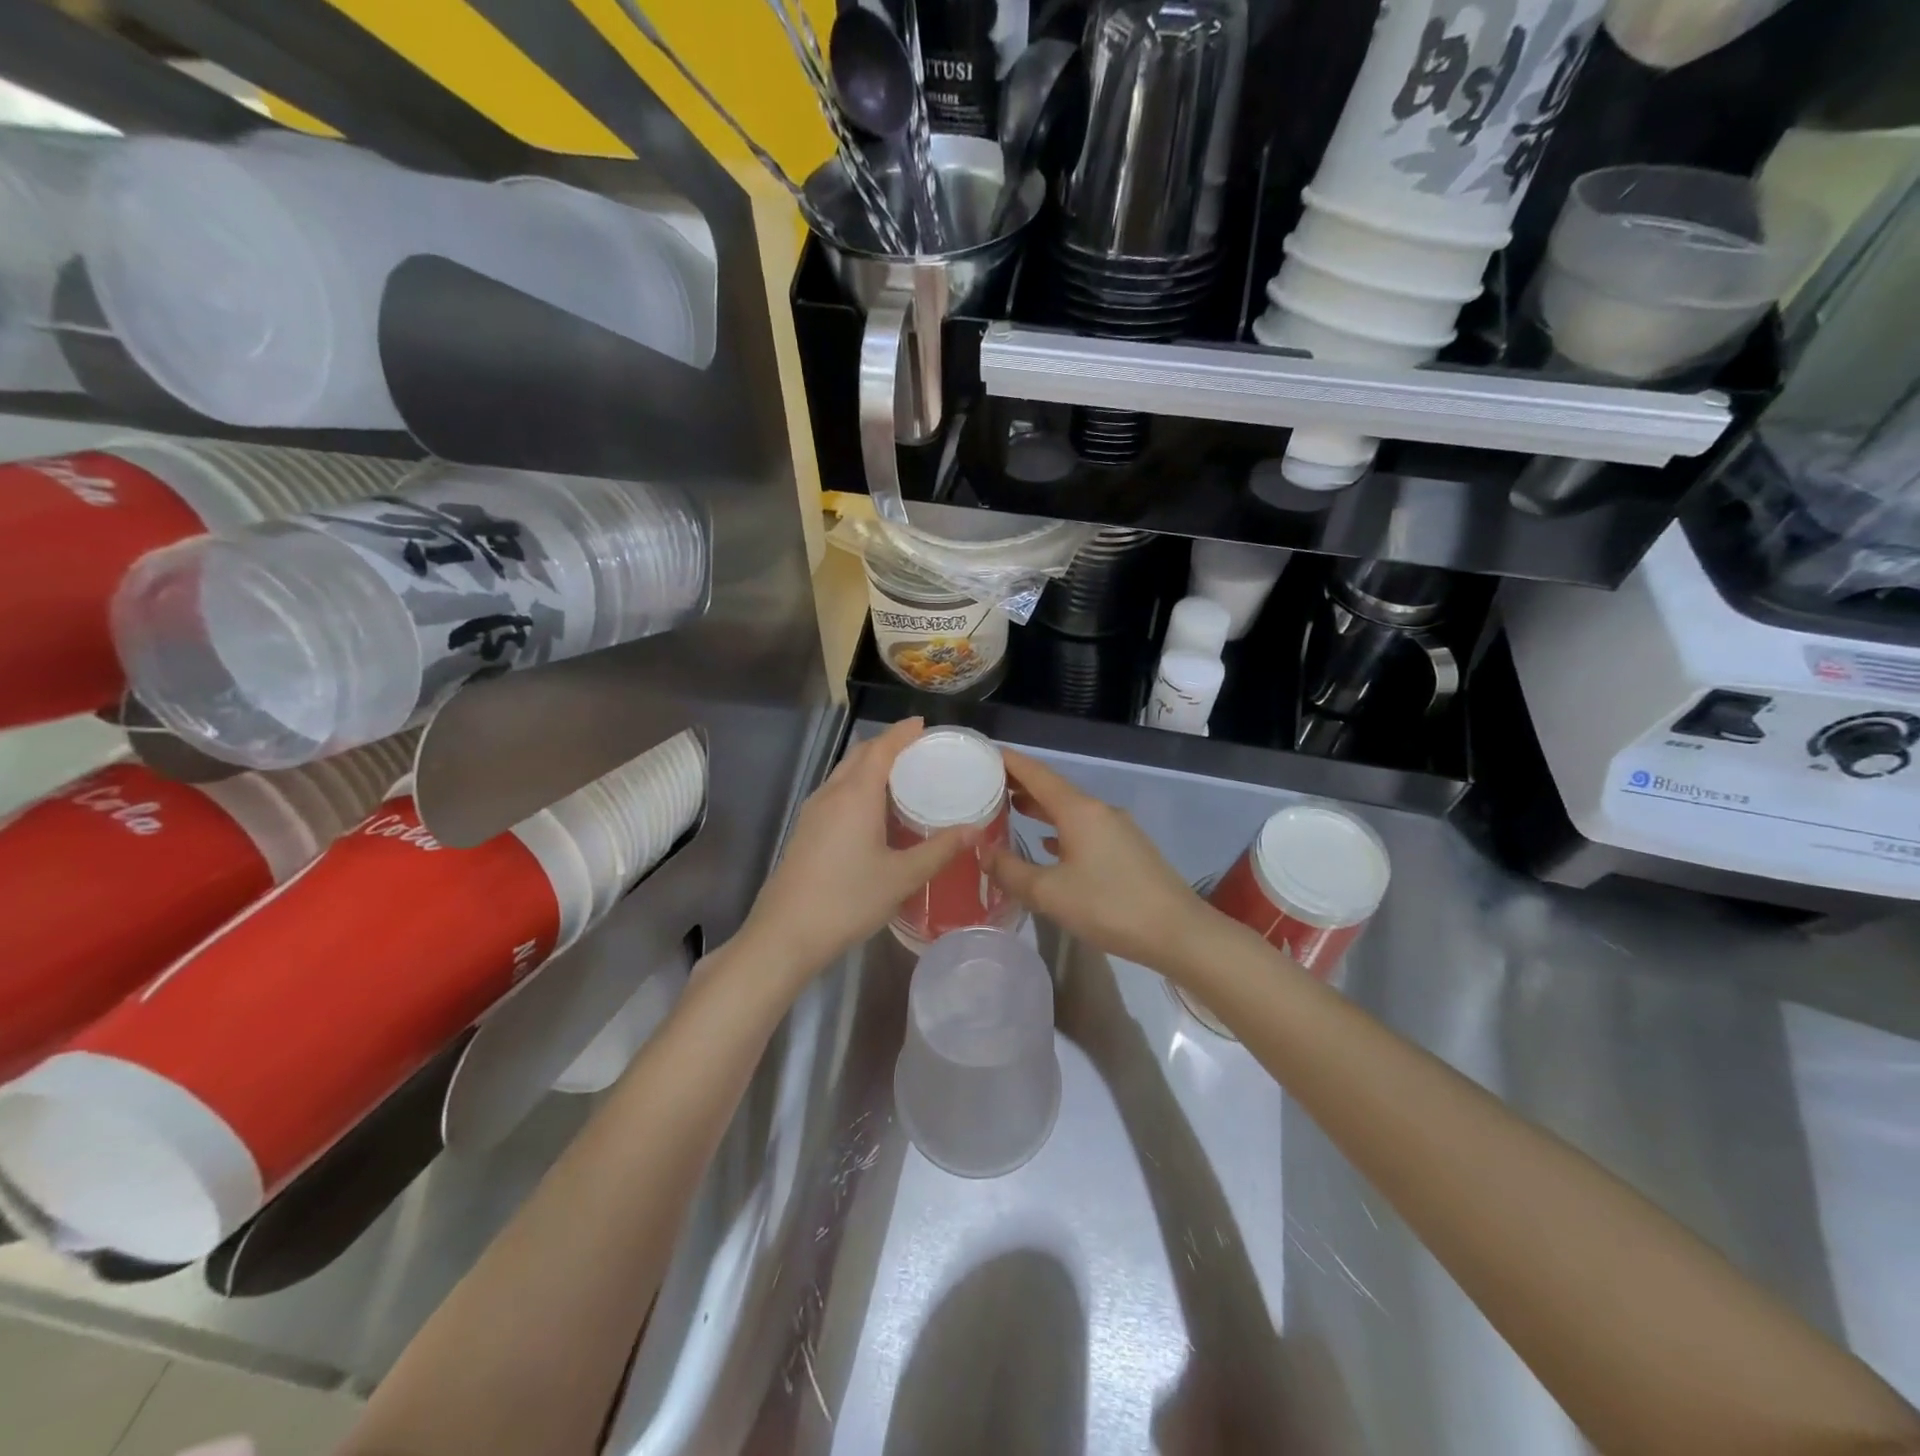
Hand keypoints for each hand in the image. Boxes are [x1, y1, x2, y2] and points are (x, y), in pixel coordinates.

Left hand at [738, 719, 971, 984]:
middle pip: (860, 755)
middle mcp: (831, 794)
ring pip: (844, 773)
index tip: (923, 724)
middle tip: (919, 751)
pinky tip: (873, 811)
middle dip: (887, 745)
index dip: (902, 733)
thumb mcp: (902, 877)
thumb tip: (974, 830)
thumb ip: (939, 850)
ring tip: (901, 777)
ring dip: (870, 765)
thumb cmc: (848, 900)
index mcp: (856, 795)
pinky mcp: (805, 830)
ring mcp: (813, 812)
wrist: (785, 934)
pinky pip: (836, 792)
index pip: (881, 748)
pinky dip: (858, 786)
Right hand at [985, 749, 1212, 968]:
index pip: (1037, 774)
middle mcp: (1099, 811)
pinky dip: (1060, 829)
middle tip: (986, 784)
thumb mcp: (1049, 893)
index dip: (1010, 761)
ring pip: (1070, 809)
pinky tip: (1047, 844)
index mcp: (1079, 811)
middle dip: (1021, 784)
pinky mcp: (1127, 849)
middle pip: (1054, 788)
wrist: (1178, 932)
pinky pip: (1084, 828)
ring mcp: (1117, 829)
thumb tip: (983, 852)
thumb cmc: (1109, 906)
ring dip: (1041, 807)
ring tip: (1011, 809)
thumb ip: (1011, 871)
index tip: (984, 753)